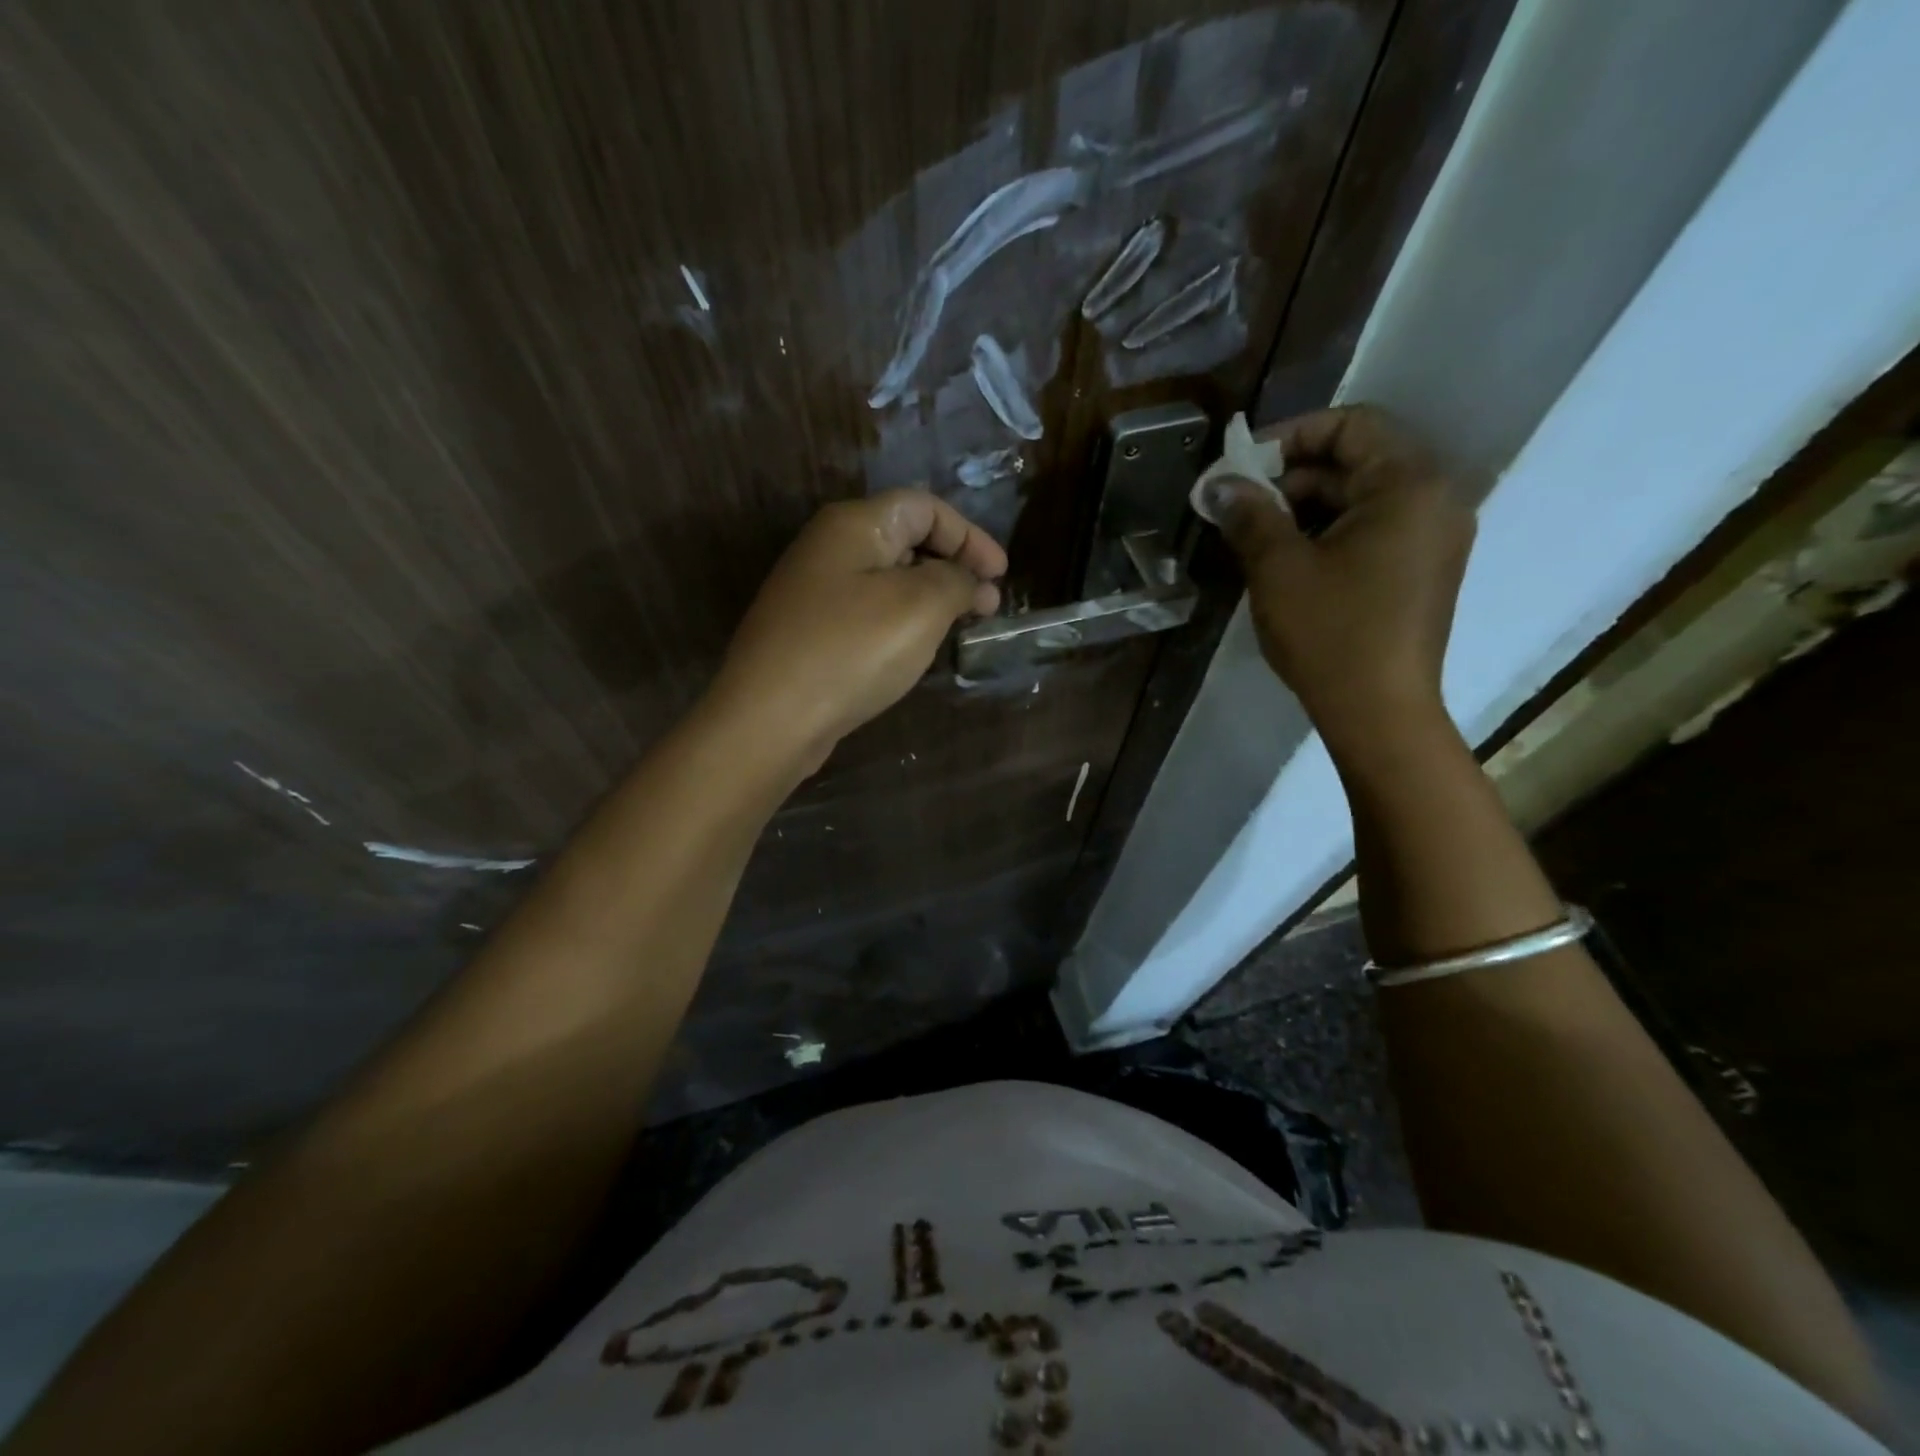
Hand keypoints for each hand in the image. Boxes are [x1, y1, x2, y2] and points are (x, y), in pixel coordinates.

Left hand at [708, 488, 1006, 774]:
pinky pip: (869, 611)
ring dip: (930, 596)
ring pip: (887, 579)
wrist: (770, 718)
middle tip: (987, 605)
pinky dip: (903, 620)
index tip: (1000, 576)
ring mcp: (814, 592)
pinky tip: (917, 648)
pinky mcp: (810, 632)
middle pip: (905, 538)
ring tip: (960, 627)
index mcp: (854, 525)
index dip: (970, 536)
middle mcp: (829, 548)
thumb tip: (971, 581)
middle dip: (953, 566)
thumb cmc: (851, 651)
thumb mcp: (920, 607)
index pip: (925, 507)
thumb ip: (956, 581)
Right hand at [1198, 405, 1474, 759]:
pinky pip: (1373, 529)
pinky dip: (1328, 532)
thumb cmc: (1331, 633)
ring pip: (1361, 497)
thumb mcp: (1278, 568)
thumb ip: (1249, 514)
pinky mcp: (1422, 570)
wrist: (1379, 713)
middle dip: (1291, 475)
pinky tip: (1287, 559)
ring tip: (1254, 534)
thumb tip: (1218, 483)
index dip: (1290, 436)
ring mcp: (1432, 538)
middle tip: (1238, 504)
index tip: (1241, 465)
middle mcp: (1435, 500)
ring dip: (1305, 506)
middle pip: (1358, 460)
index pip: (1352, 424)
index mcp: (1409, 485)